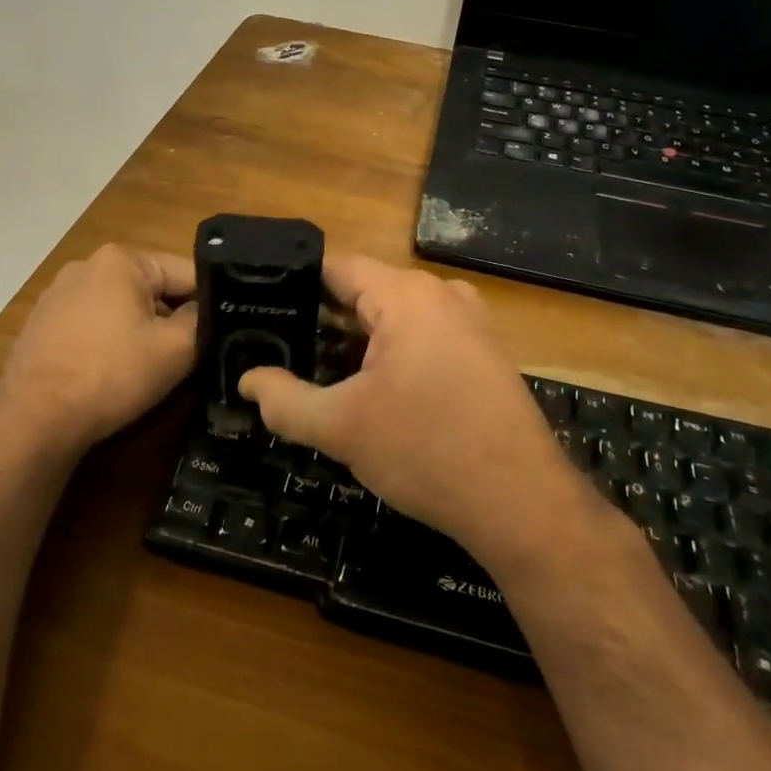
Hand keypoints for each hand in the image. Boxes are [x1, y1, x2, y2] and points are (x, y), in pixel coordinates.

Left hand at [0, 244, 197, 458]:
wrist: (33, 421)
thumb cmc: (111, 375)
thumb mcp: (175, 349)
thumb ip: (202, 319)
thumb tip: (208, 309)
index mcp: (122, 259)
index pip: (187, 273)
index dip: (210, 303)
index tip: (220, 332)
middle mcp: (87, 264)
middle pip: (152, 287)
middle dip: (171, 317)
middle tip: (187, 354)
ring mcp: (59, 293)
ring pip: (122, 306)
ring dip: (141, 329)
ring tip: (148, 366)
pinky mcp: (42, 322)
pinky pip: (93, 323)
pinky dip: (109, 340)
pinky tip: (111, 371)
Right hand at [240, 255, 607, 569]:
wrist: (522, 503)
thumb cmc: (426, 452)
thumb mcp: (342, 428)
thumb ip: (284, 401)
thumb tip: (248, 380)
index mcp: (406, 295)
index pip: (336, 267)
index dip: (293, 283)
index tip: (258, 306)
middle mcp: (441, 294)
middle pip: (364, 291)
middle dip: (322, 318)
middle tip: (278, 347)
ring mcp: (468, 322)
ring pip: (393, 317)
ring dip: (356, 340)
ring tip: (314, 369)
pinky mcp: (483, 353)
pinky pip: (422, 337)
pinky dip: (390, 353)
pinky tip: (369, 389)